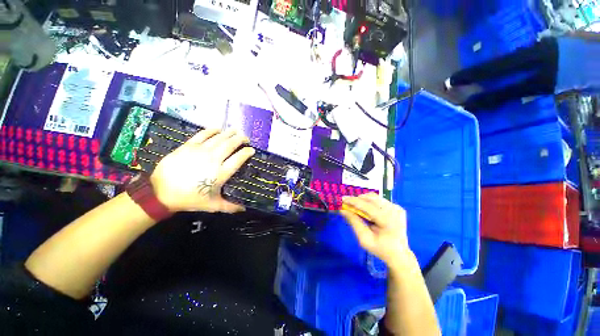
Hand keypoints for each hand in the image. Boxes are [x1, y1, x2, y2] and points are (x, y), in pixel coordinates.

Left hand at [150, 129, 254, 212]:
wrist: (162, 193)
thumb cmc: (190, 199)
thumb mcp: (213, 205)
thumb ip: (230, 207)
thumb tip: (244, 210)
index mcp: (221, 173)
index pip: (239, 158)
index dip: (247, 152)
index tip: (252, 150)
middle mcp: (213, 159)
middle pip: (230, 145)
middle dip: (240, 139)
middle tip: (245, 138)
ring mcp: (201, 151)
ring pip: (219, 138)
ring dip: (229, 133)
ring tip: (236, 131)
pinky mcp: (188, 146)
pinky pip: (202, 135)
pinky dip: (211, 130)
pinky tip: (217, 129)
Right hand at [340, 193, 410, 269]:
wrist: (399, 254)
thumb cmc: (380, 249)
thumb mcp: (364, 239)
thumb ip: (354, 222)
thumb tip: (343, 209)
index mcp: (387, 221)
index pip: (367, 206)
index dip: (353, 201)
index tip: (342, 199)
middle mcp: (394, 211)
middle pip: (372, 198)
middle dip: (358, 199)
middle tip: (348, 204)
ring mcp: (397, 208)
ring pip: (375, 197)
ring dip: (364, 200)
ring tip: (357, 208)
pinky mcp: (397, 208)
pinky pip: (380, 200)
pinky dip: (370, 203)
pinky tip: (368, 211)